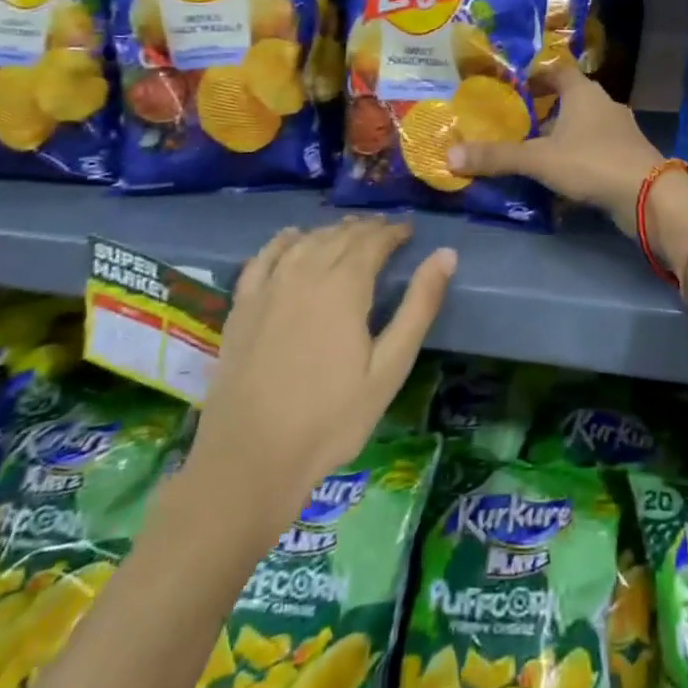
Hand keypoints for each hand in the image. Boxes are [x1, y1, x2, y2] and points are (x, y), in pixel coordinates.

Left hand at [186, 218, 455, 521]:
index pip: (373, 241)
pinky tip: (292, 238)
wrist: (250, 458)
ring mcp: (268, 288)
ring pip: (305, 241)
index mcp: (344, 286)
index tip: (409, 231)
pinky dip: (283, 242)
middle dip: (366, 229)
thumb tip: (446, 255)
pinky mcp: (241, 306)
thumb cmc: (331, 418)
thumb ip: (418, 306)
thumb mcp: (389, 367)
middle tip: (386, 231)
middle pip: (339, 236)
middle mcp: (305, 274)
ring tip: (349, 232)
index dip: (393, 231)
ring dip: (331, 231)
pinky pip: (264, 258)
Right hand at [447, 62, 664, 231]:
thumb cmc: (592, 163)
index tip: (511, 84)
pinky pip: (594, 149)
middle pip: (569, 98)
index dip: (535, 74)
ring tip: (531, 149)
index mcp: (584, 92)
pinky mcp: (626, 157)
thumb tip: (449, 156)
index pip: (557, 70)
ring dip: (560, 135)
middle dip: (543, 108)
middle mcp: (604, 105)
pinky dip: (576, 156)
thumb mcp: (538, 159)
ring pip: (582, 126)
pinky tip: (559, 175)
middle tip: (513, 120)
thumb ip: (497, 157)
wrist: (649, 196)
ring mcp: (619, 131)